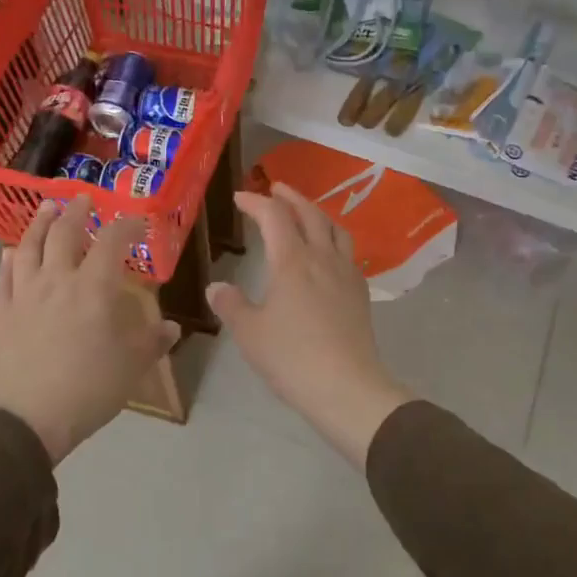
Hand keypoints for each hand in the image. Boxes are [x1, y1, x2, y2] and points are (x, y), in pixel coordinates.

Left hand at [0, 196, 180, 464]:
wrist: (28, 418)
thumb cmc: (88, 388)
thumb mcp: (133, 366)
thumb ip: (153, 342)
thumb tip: (172, 328)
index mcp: (94, 287)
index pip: (112, 241)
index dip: (126, 225)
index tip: (138, 220)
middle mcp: (58, 280)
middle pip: (64, 233)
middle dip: (77, 212)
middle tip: (84, 198)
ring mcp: (26, 294)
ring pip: (29, 246)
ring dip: (39, 223)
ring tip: (47, 208)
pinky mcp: (3, 313)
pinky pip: (5, 277)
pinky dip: (10, 259)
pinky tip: (11, 252)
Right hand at [207, 184, 410, 467]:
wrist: (347, 386)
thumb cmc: (292, 357)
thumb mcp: (250, 333)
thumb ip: (232, 305)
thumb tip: (216, 287)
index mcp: (292, 261)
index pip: (274, 216)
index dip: (256, 202)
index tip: (241, 198)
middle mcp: (322, 258)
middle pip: (310, 214)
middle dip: (290, 197)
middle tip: (276, 189)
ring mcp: (346, 274)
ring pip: (334, 229)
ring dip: (317, 213)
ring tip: (305, 214)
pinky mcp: (360, 293)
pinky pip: (347, 252)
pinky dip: (332, 239)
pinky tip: (327, 254)